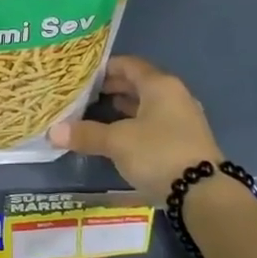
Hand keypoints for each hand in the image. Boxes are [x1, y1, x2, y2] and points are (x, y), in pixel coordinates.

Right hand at [49, 55, 223, 206]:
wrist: (203, 193)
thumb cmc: (158, 153)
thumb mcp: (117, 142)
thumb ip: (86, 134)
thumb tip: (52, 132)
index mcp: (160, 85)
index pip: (129, 64)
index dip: (105, 67)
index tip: (83, 75)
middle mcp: (175, 95)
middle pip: (140, 83)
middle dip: (113, 87)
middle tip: (85, 94)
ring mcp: (183, 118)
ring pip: (148, 104)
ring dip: (125, 107)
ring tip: (98, 112)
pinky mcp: (186, 140)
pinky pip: (156, 122)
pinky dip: (136, 123)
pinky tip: (120, 135)